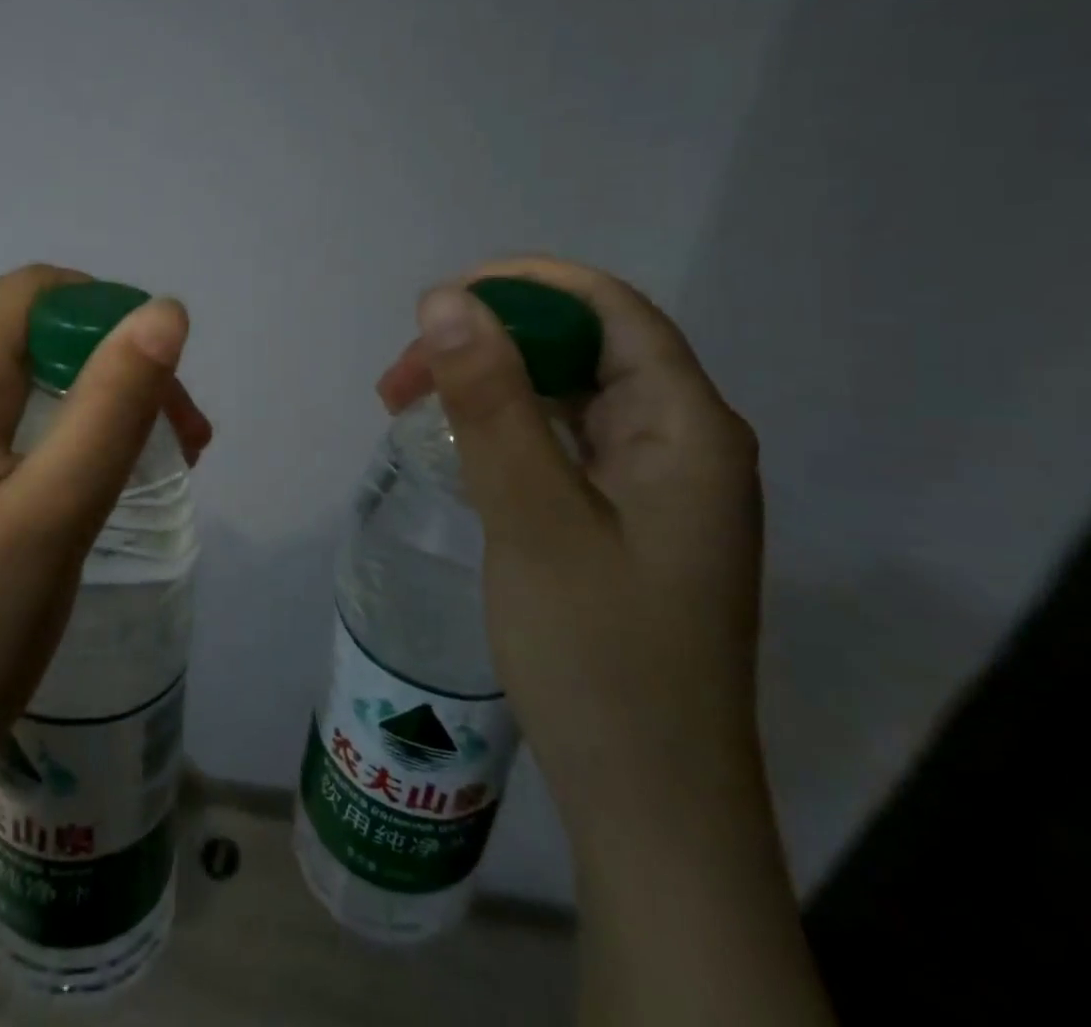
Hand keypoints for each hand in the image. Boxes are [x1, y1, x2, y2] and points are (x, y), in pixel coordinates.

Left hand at [0, 264, 210, 812]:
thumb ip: (112, 405)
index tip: (164, 386)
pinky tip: (90, 483)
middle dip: (114, 366)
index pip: (34, 293)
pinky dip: (62, 434)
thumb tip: (166, 310)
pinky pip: (4, 421)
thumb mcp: (53, 513)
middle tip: (181, 441)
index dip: (109, 316)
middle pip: (32, 333)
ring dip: (95, 402)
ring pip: (24, 378)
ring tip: (152, 463)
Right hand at [376, 256, 764, 849]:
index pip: (609, 309)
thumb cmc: (598, 657)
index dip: (523, 287)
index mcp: (688, 427)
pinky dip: (503, 429)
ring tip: (408, 406)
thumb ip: (492, 402)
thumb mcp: (532, 517)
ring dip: (488, 386)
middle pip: (582, 349)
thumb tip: (446, 299)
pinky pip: (561, 443)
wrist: (647, 803)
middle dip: (489, 342)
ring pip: (565, 395)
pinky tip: (456, 448)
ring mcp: (654, 484)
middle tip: (402, 378)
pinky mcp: (624, 519)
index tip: (435, 305)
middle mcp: (682, 442)